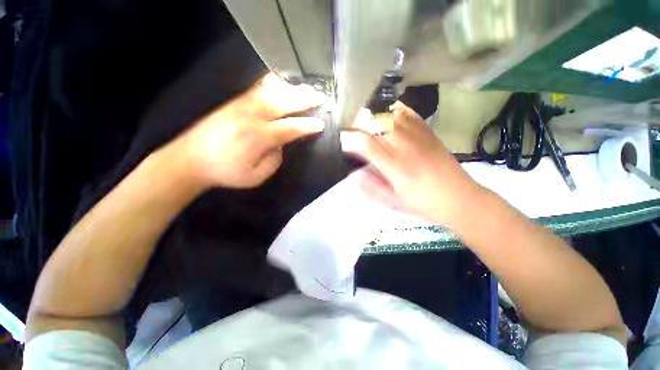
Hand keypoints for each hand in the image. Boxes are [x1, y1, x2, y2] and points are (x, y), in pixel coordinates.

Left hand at [170, 72, 326, 188]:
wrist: (190, 160)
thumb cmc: (225, 172)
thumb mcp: (255, 176)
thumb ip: (274, 161)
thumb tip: (280, 147)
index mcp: (259, 137)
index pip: (291, 127)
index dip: (308, 126)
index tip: (320, 124)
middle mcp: (252, 117)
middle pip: (283, 103)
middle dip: (304, 100)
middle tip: (319, 97)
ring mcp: (241, 106)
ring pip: (271, 91)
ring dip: (291, 89)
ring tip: (305, 88)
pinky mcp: (234, 103)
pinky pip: (257, 89)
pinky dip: (272, 83)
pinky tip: (279, 81)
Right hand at [340, 102, 482, 226]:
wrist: (460, 198)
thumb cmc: (424, 203)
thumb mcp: (393, 202)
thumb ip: (371, 187)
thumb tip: (353, 175)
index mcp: (395, 166)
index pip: (365, 143)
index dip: (349, 139)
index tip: (341, 141)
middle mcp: (404, 146)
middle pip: (376, 122)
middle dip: (357, 123)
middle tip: (350, 131)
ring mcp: (418, 135)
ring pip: (389, 114)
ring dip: (372, 115)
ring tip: (364, 122)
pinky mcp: (428, 131)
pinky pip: (408, 112)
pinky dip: (393, 110)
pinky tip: (386, 115)